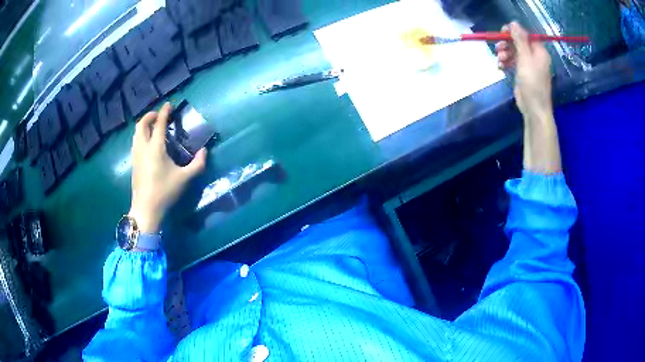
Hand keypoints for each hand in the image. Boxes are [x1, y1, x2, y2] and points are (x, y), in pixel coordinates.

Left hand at [129, 103, 206, 233]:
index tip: (169, 104)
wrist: (146, 209)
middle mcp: (143, 147)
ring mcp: (136, 155)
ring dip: (144, 125)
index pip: (159, 123)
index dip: (164, 112)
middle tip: (159, 115)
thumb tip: (204, 151)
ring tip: (153, 126)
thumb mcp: (185, 179)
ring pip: (136, 132)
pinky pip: (135, 141)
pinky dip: (141, 134)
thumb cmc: (165, 192)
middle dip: (150, 115)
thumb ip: (198, 164)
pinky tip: (148, 142)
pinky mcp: (133, 163)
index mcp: (155, 148)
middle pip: (141, 124)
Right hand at [495, 22, 552, 121]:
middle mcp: (535, 57)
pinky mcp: (522, 74)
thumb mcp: (525, 58)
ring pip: (514, 52)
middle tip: (498, 48)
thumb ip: (519, 40)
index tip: (502, 33)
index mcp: (539, 51)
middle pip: (518, 43)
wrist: (534, 108)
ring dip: (504, 53)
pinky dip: (505, 62)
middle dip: (507, 44)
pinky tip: (500, 66)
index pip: (526, 35)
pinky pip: (512, 62)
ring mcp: (528, 65)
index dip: (514, 32)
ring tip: (499, 60)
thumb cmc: (532, 83)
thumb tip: (513, 23)